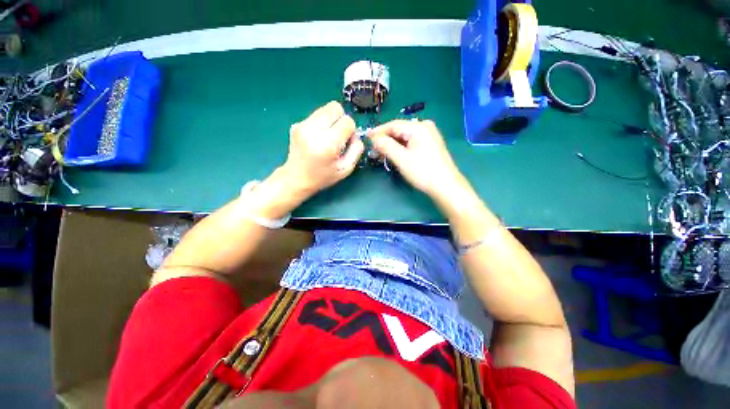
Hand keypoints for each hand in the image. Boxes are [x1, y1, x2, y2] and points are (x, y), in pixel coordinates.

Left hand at [280, 101, 363, 195]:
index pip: (347, 121)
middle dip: (341, 119)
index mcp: (328, 144)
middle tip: (338, 135)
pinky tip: (317, 138)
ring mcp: (302, 125)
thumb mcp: (346, 168)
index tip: (346, 142)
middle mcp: (313, 131)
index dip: (351, 131)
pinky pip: (316, 115)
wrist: (296, 178)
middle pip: (335, 107)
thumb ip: (356, 149)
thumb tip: (355, 134)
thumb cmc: (324, 176)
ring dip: (331, 120)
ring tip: (327, 136)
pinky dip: (321, 123)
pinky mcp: (296, 124)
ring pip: (325, 109)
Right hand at [368, 119, 464, 199]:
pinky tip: (394, 155)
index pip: (392, 125)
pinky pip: (411, 142)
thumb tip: (373, 138)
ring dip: (392, 145)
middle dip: (385, 140)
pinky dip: (401, 148)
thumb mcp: (401, 158)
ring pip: (404, 137)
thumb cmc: (422, 171)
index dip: (378, 132)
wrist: (445, 185)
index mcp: (418, 127)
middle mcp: (424, 127)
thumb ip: (385, 145)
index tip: (366, 138)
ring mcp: (429, 135)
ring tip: (381, 154)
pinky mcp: (430, 144)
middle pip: (399, 130)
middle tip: (373, 150)